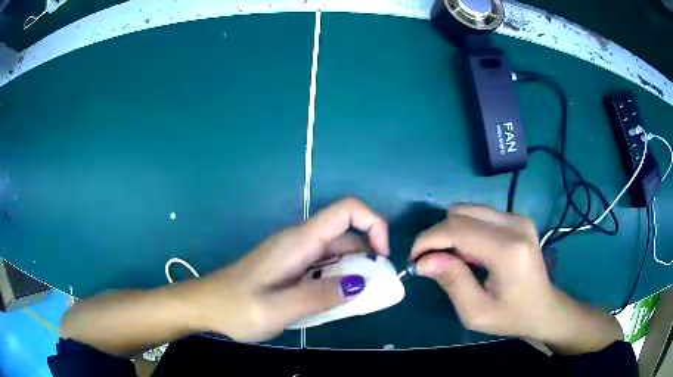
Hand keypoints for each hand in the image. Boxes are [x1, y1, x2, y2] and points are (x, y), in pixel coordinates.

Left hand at [190, 197, 388, 341]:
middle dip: (368, 260)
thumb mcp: (278, 309)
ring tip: (355, 304)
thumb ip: (319, 296)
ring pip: (336, 255)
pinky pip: (322, 268)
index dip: (374, 224)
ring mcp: (294, 255)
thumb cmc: (236, 308)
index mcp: (299, 242)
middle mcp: (299, 242)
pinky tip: (333, 304)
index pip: (347, 210)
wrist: (204, 306)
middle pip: (347, 236)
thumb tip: (360, 283)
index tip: (381, 259)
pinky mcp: (290, 268)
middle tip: (372, 294)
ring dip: (353, 275)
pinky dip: (336, 282)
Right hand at [410, 204, 621, 353]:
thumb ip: (451, 282)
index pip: (457, 229)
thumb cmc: (511, 316)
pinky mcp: (518, 218)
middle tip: (433, 263)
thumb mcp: (476, 312)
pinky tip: (472, 253)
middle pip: (460, 213)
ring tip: (455, 260)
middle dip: (437, 235)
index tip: (414, 260)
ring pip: (468, 209)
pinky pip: (480, 214)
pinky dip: (466, 230)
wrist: (544, 308)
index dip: (428, 240)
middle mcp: (515, 224)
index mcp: (508, 250)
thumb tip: (423, 260)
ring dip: (452, 232)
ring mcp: (518, 218)